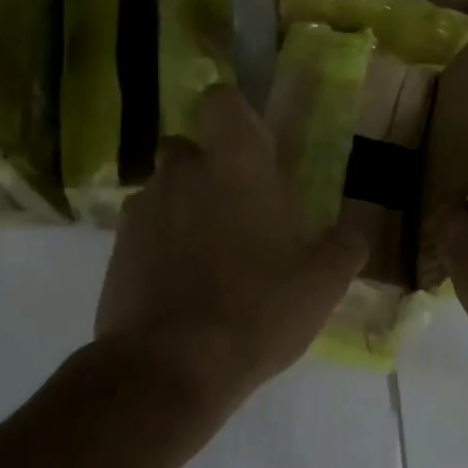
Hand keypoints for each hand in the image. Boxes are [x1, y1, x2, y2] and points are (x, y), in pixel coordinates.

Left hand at [96, 85, 366, 428]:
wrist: (169, 367)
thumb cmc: (257, 309)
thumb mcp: (323, 283)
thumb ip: (344, 246)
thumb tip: (352, 234)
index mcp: (235, 165)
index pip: (222, 100)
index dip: (237, 117)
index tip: (256, 151)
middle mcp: (182, 172)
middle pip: (191, 149)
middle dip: (211, 170)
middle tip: (240, 215)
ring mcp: (143, 209)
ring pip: (167, 190)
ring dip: (186, 209)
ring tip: (211, 261)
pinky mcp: (116, 248)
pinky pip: (146, 229)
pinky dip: (162, 244)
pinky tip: (182, 286)